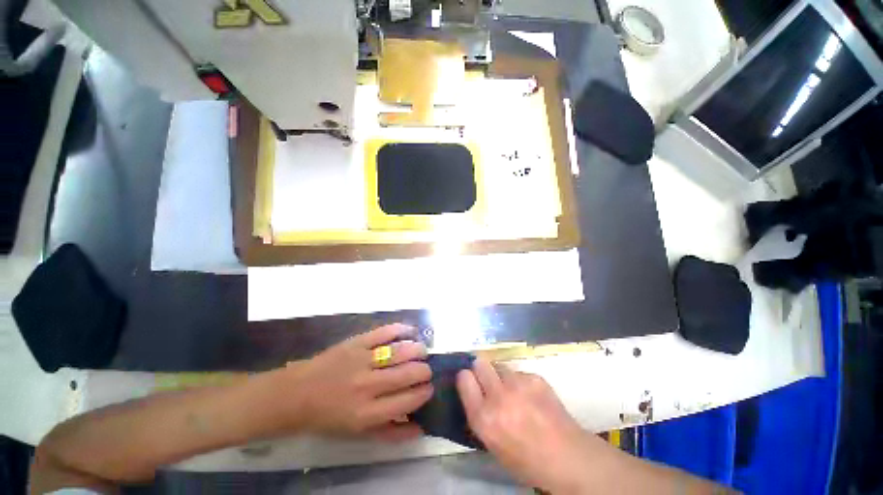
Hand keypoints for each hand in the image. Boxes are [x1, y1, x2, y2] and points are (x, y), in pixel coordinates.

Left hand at [273, 324, 433, 441]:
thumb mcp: (358, 433)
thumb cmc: (328, 417)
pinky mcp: (357, 342)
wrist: (297, 394)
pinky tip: (410, 331)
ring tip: (423, 351)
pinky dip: (401, 330)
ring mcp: (362, 360)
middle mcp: (368, 386)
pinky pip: (384, 332)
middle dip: (425, 371)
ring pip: (400, 351)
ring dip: (417, 350)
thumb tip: (420, 428)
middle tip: (426, 370)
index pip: (408, 400)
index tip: (429, 388)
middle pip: (408, 373)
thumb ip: (390, 433)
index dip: (425, 392)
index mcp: (368, 413)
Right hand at [457, 360, 602, 492]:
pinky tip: (532, 396)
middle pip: (479, 364)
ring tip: (514, 391)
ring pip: (500, 366)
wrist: (567, 457)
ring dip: (502, 376)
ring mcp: (518, 384)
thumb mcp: (493, 444)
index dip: (466, 378)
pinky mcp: (534, 377)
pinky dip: (521, 381)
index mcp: (484, 419)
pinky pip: (519, 373)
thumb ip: (480, 415)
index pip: (464, 379)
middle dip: (480, 369)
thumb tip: (474, 392)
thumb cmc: (526, 460)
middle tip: (487, 379)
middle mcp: (498, 397)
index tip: (469, 379)